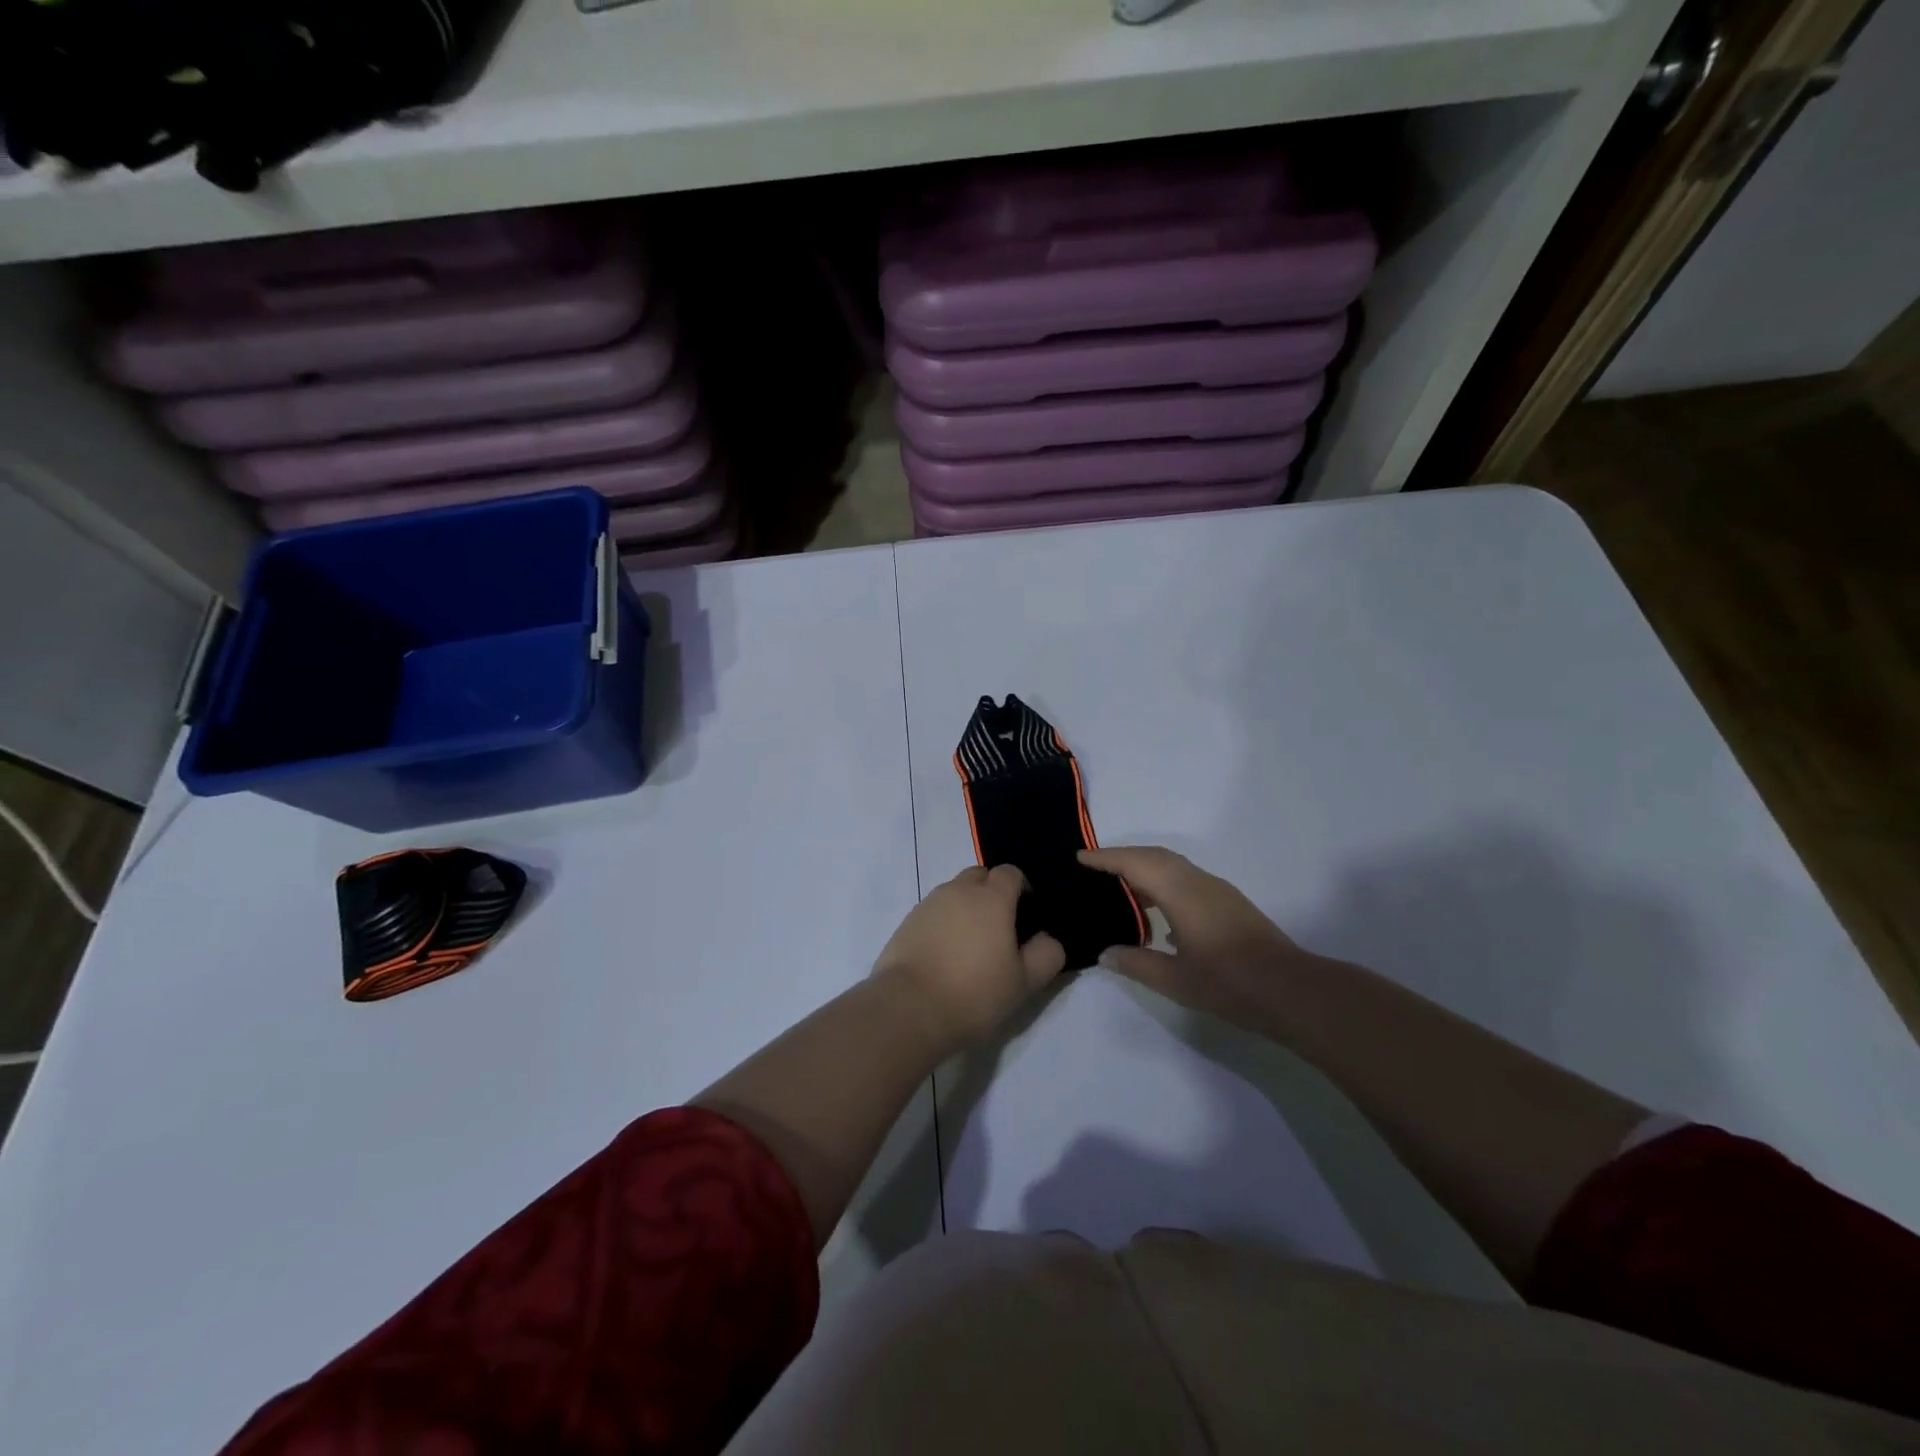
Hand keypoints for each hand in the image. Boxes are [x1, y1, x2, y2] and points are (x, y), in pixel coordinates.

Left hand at [873, 865, 1066, 1050]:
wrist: (909, 1008)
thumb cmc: (974, 993)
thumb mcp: (1024, 983)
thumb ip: (1046, 955)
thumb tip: (1049, 939)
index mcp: (991, 898)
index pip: (1011, 873)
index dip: (1021, 888)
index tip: (1026, 916)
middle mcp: (959, 891)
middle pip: (980, 876)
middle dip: (991, 892)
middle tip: (999, 928)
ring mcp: (929, 904)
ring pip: (954, 892)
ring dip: (966, 907)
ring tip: (970, 944)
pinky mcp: (907, 921)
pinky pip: (933, 911)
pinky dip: (943, 922)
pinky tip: (945, 954)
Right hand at [1079, 845, 1319, 1032]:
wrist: (1292, 991)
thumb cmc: (1230, 984)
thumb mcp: (1175, 981)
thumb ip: (1136, 963)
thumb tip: (1105, 953)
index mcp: (1181, 893)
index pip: (1135, 863)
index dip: (1105, 858)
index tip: (1079, 857)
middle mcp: (1198, 882)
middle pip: (1154, 856)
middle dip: (1122, 856)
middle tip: (1093, 867)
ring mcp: (1217, 891)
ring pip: (1172, 865)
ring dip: (1144, 868)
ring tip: (1118, 887)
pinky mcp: (1229, 903)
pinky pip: (1185, 878)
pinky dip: (1162, 880)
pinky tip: (1156, 910)